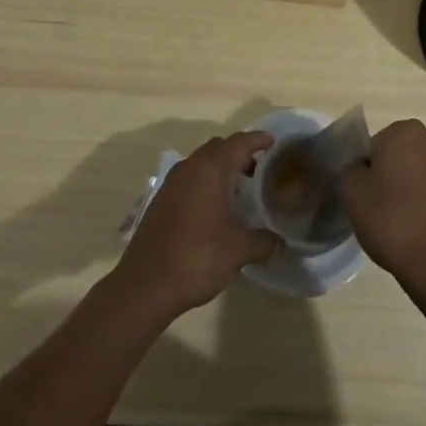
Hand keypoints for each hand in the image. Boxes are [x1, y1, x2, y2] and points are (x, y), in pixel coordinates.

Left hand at [116, 131, 281, 316]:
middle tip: (259, 170)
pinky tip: (215, 209)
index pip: (239, 142)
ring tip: (240, 190)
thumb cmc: (197, 256)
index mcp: (210, 168)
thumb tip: (279, 240)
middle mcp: (189, 167)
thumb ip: (264, 240)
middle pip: (219, 148)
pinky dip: (205, 183)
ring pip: (202, 163)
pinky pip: (189, 179)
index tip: (274, 143)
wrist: (146, 284)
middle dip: (239, 154)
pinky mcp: (161, 200)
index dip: (258, 140)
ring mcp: (171, 183)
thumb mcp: (238, 249)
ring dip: (221, 169)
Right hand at [340, 119, 425, 297]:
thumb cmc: (390, 219)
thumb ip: (348, 169)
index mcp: (407, 131)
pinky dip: (421, 201)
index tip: (363, 193)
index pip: (373, 145)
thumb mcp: (351, 191)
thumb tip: (358, 169)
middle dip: (386, 175)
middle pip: (396, 155)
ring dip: (404, 187)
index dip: (364, 170)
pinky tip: (413, 226)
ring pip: (415, 172)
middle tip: (376, 205)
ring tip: (395, 219)